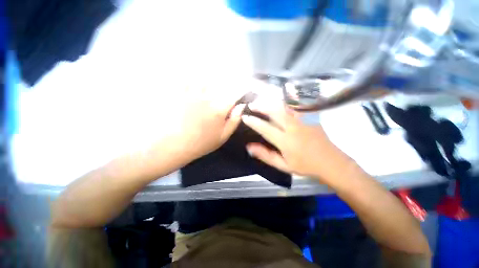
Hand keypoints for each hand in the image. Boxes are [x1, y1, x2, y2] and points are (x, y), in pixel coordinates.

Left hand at [170, 82, 247, 161]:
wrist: (174, 145)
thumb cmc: (201, 143)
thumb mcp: (222, 136)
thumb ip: (234, 121)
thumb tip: (241, 107)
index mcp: (219, 109)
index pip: (233, 95)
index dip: (239, 91)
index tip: (240, 91)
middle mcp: (207, 98)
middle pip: (220, 84)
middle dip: (224, 86)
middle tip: (221, 92)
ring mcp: (192, 94)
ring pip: (204, 79)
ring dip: (208, 82)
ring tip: (206, 87)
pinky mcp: (179, 93)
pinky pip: (186, 80)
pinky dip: (190, 80)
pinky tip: (191, 86)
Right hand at [241, 98, 351, 179]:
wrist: (331, 162)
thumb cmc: (305, 166)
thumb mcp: (283, 165)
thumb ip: (266, 155)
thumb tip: (249, 147)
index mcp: (286, 142)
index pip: (265, 128)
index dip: (254, 122)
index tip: (245, 117)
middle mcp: (294, 128)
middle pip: (275, 112)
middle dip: (261, 106)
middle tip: (252, 105)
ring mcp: (304, 120)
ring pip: (285, 106)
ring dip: (272, 102)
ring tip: (263, 100)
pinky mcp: (311, 117)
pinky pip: (297, 105)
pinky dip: (288, 99)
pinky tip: (282, 96)